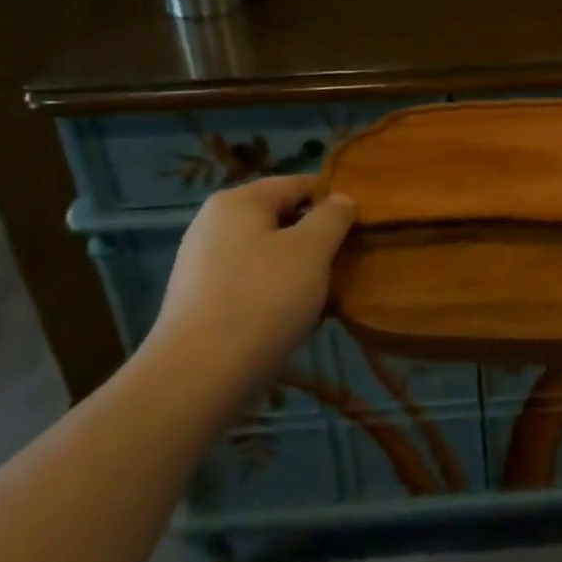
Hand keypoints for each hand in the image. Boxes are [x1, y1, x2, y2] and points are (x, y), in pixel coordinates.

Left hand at [149, 175, 355, 375]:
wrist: (197, 377)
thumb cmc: (262, 299)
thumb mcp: (312, 250)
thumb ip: (333, 217)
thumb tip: (341, 200)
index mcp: (238, 201)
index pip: (299, 184)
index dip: (334, 199)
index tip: (363, 224)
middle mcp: (213, 224)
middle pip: (281, 219)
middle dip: (317, 238)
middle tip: (349, 261)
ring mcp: (203, 264)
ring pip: (268, 254)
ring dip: (299, 269)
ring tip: (328, 294)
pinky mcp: (201, 302)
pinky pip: (250, 284)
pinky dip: (276, 293)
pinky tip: (296, 318)